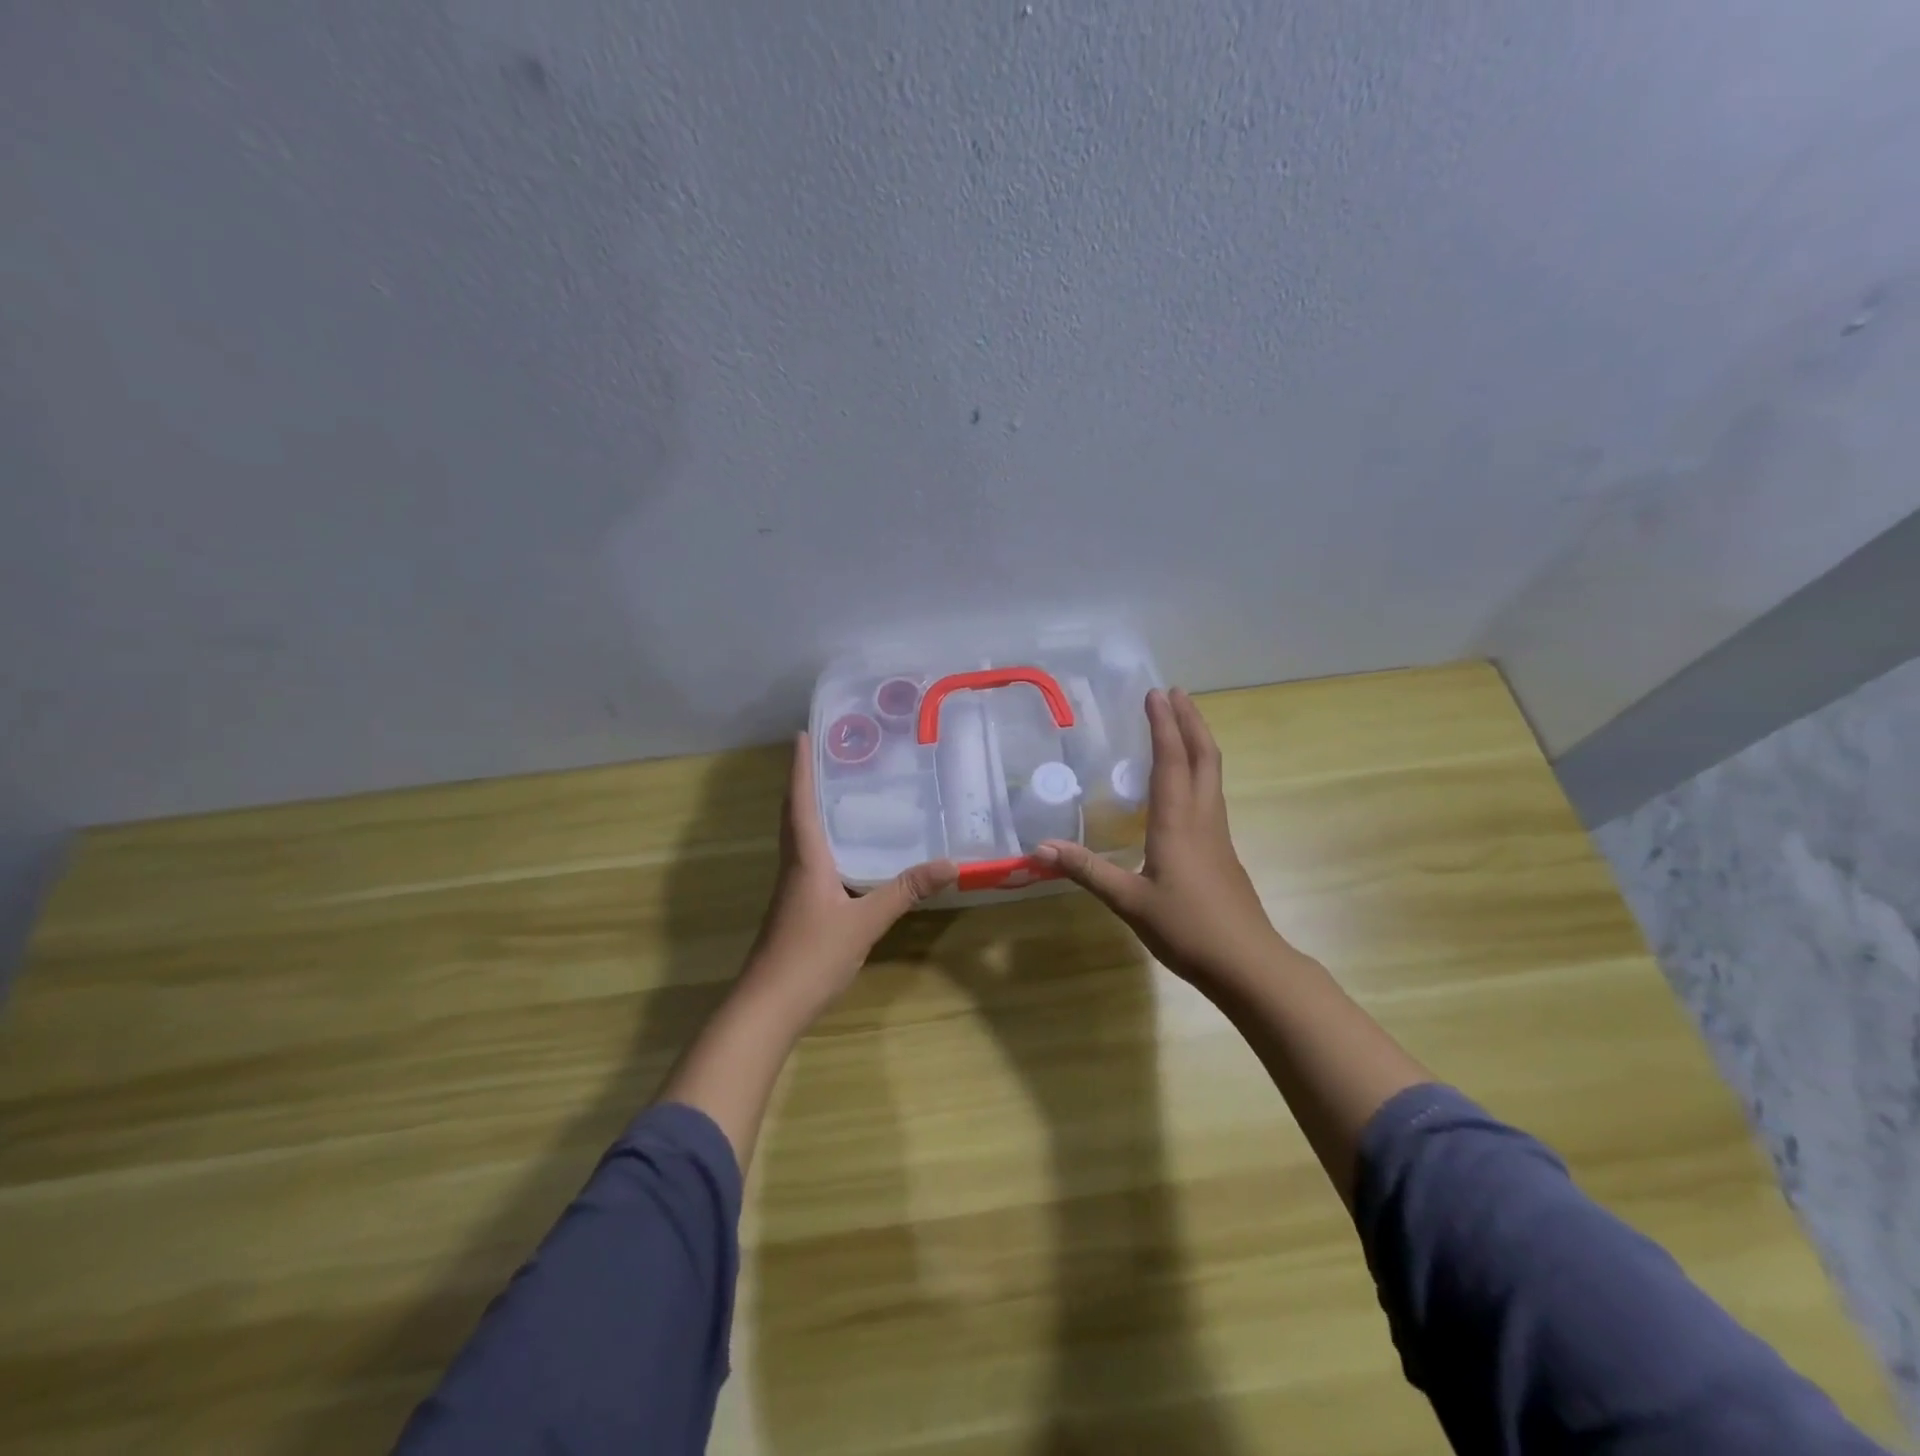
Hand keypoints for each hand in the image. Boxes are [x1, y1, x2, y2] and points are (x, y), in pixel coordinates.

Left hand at [742, 731, 957, 1021]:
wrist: (768, 1007)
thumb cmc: (811, 955)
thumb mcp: (865, 922)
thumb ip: (904, 891)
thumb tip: (950, 863)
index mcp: (805, 859)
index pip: (800, 802)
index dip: (800, 768)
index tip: (802, 734)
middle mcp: (794, 866)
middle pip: (794, 815)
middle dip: (805, 782)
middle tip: (827, 755)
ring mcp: (792, 890)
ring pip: (799, 838)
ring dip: (811, 810)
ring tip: (839, 791)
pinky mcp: (796, 909)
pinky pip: (808, 860)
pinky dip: (821, 842)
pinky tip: (844, 852)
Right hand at [1036, 688, 1286, 986]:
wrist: (1247, 964)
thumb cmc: (1187, 929)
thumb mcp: (1129, 901)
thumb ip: (1087, 871)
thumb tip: (1040, 848)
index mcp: (1178, 822)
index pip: (1172, 760)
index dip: (1163, 725)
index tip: (1155, 693)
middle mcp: (1202, 818)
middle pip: (1204, 757)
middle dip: (1191, 721)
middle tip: (1175, 693)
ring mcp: (1217, 834)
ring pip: (1212, 774)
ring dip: (1199, 742)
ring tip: (1182, 724)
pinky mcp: (1223, 851)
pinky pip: (1211, 795)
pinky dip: (1199, 771)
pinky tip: (1185, 785)